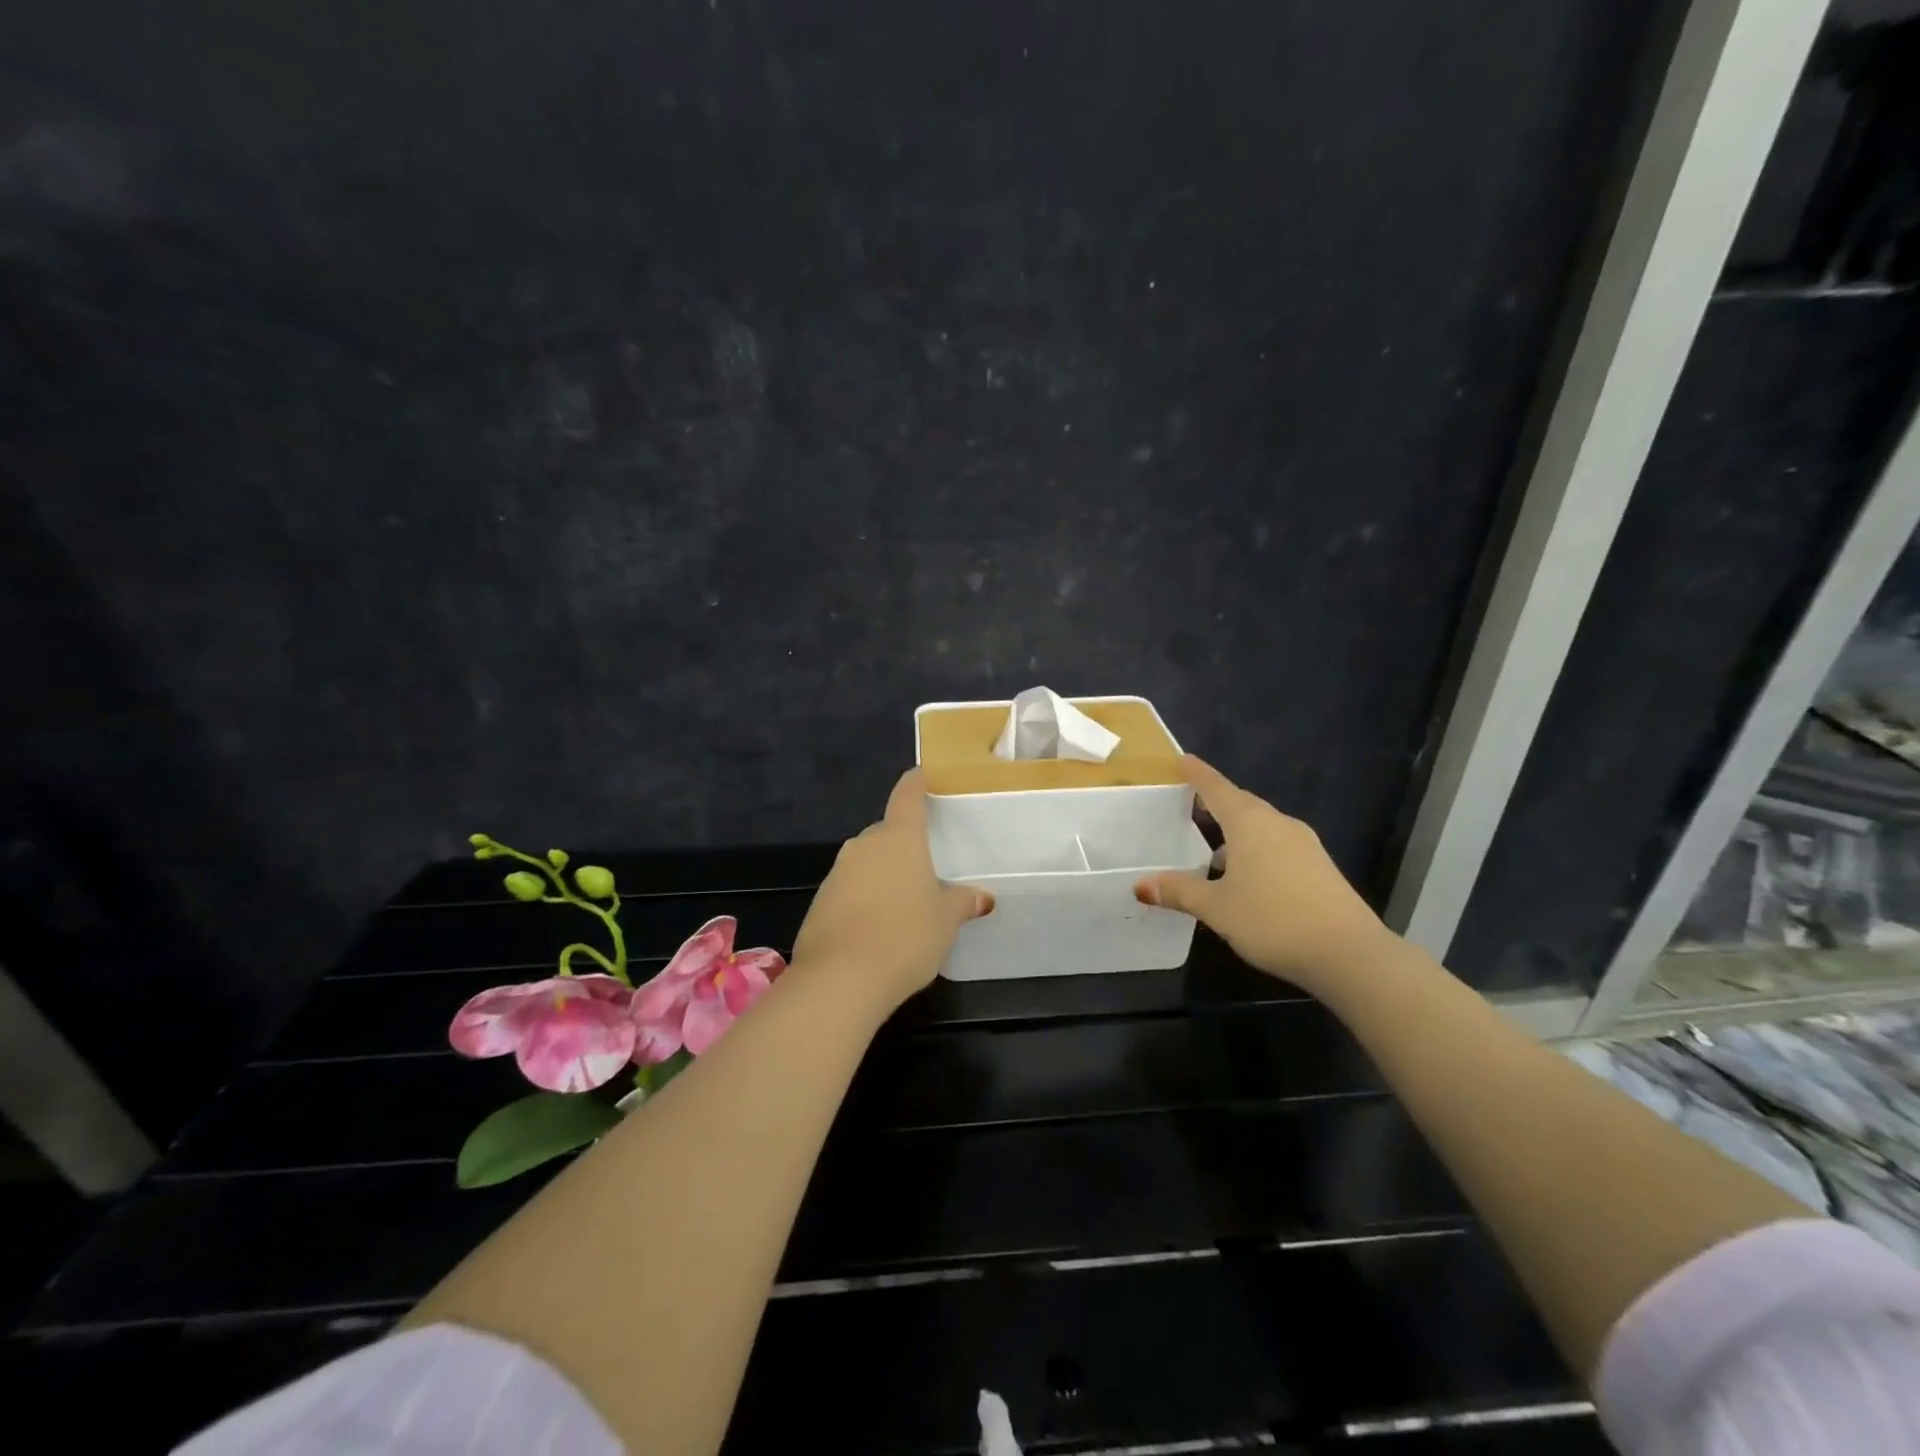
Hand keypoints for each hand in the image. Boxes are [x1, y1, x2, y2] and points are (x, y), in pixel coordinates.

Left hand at [792, 769, 993, 1012]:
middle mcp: (864, 846)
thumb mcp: (944, 922)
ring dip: (881, 872)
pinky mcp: (819, 901)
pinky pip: (848, 888)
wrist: (840, 979)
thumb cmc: (905, 937)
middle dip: (901, 841)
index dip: (915, 783)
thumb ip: (962, 903)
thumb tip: (983, 897)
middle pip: (885, 832)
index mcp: (899, 839)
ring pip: (864, 861)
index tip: (921, 774)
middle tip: (922, 862)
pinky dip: (862, 896)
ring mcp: (837, 873)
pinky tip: (874, 925)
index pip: (907, 797)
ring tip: (901, 900)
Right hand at [1134, 756, 1390, 990]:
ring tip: (1212, 849)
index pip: (1216, 789)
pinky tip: (1245, 876)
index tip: (1182, 760)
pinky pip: (1277, 845)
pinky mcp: (1319, 868)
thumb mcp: (1217, 908)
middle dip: (1216, 801)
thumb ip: (1180, 892)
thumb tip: (1141, 885)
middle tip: (1191, 804)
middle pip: (1241, 804)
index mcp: (1250, 823)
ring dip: (1236, 831)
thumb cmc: (1273, 919)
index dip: (1197, 775)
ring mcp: (1304, 845)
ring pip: (1262, 826)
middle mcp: (1278, 824)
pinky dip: (1255, 849)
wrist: (1349, 953)